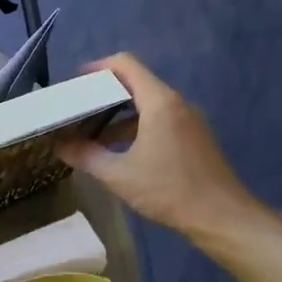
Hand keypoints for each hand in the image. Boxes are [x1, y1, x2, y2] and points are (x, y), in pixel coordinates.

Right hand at [57, 53, 253, 235]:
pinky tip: (121, 154)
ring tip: (92, 139)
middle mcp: (177, 103)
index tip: (75, 85)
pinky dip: (137, 129)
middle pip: (136, 85)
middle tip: (77, 113)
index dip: (98, 69)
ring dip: (119, 118)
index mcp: (159, 102)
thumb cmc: (168, 190)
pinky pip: (160, 122)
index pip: (126, 65)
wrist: (221, 216)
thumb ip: (86, 157)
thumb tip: (60, 146)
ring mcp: (189, 120)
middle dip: (104, 96)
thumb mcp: (119, 175)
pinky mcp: (194, 138)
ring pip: (148, 107)